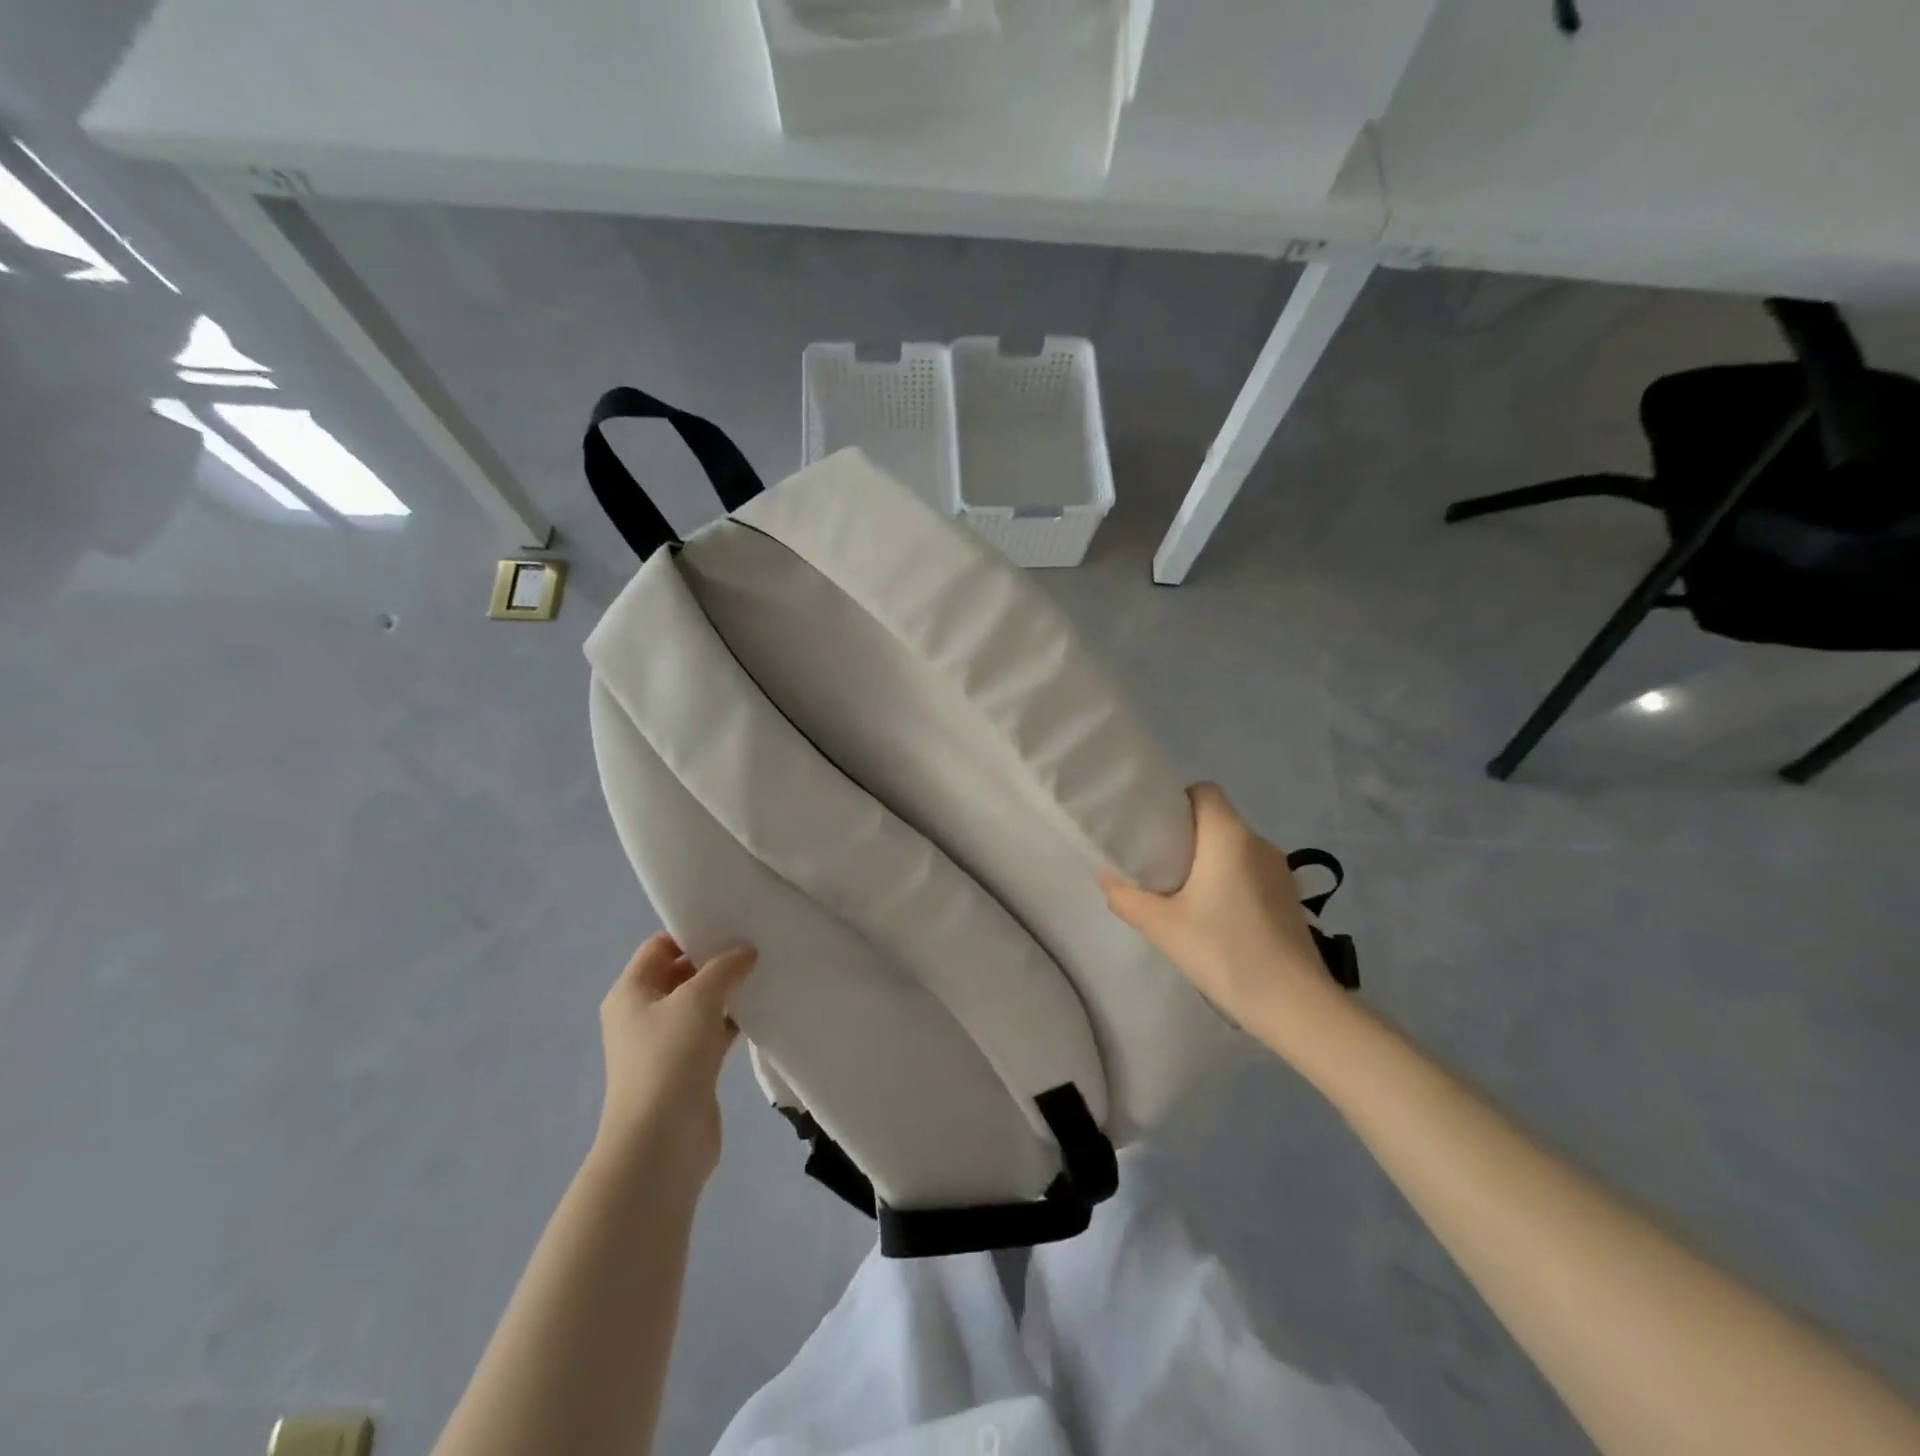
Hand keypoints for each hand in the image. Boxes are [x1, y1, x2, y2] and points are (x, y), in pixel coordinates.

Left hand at [595, 933, 756, 1180]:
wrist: (661, 1142)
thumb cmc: (669, 1058)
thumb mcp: (698, 999)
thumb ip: (724, 967)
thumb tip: (745, 951)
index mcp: (631, 992)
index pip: (659, 947)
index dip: (691, 932)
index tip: (730, 923)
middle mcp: (642, 1015)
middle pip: (680, 974)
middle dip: (715, 961)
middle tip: (756, 944)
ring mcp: (665, 1045)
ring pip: (700, 1005)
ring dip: (727, 992)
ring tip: (765, 971)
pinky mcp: (688, 1069)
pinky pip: (712, 1033)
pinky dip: (733, 1021)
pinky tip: (762, 1010)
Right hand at [1101, 784, 1347, 1056]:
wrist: (1295, 1004)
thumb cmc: (1225, 952)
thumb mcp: (1162, 927)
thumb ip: (1126, 897)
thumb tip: (1105, 875)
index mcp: (1228, 836)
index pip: (1203, 791)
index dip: (1176, 801)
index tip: (1153, 828)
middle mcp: (1258, 843)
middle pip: (1216, 819)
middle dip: (1185, 834)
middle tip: (1155, 862)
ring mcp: (1279, 870)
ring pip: (1234, 847)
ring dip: (1208, 859)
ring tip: (1181, 891)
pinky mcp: (1289, 897)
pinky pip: (1250, 870)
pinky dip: (1229, 879)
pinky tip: (1214, 915)